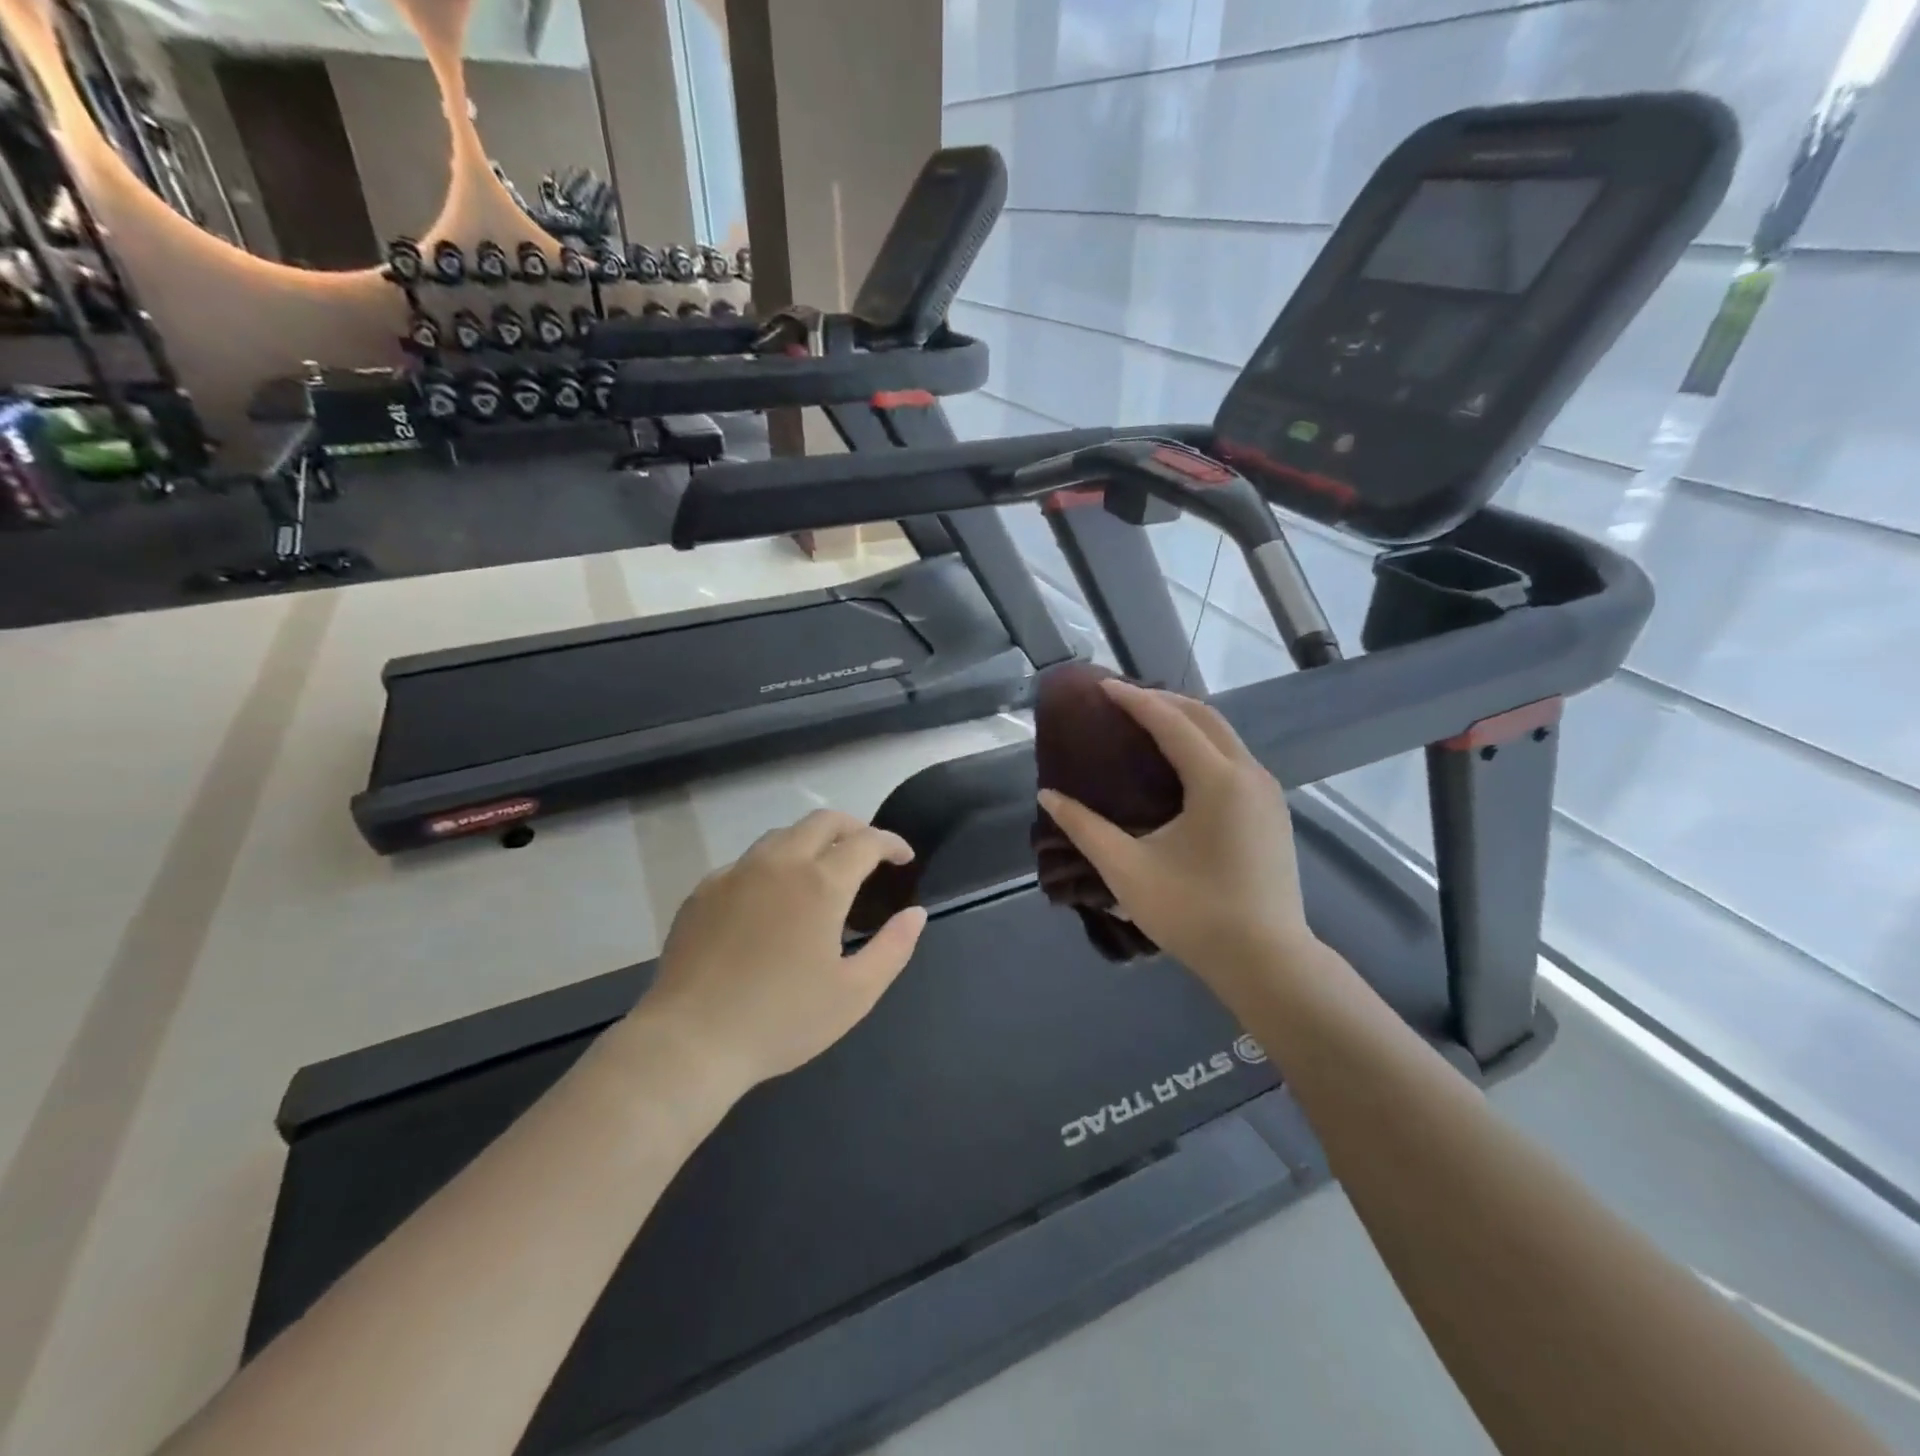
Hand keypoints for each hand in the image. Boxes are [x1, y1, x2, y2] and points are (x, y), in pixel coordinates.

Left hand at [635, 809, 928, 1092]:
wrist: (690, 1041)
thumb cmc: (782, 1020)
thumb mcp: (855, 994)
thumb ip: (893, 948)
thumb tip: (915, 914)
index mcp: (820, 883)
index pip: (866, 841)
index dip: (891, 843)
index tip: (903, 858)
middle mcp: (778, 863)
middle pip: (823, 821)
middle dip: (854, 828)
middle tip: (868, 853)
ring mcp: (736, 873)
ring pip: (782, 835)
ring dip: (812, 841)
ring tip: (823, 871)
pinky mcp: (704, 890)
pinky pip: (747, 862)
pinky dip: (773, 865)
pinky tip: (772, 900)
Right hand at [1038, 680, 1317, 1003]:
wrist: (1267, 963)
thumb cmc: (1194, 913)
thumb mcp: (1128, 870)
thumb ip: (1085, 828)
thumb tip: (1048, 795)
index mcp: (1218, 780)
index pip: (1171, 722)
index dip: (1134, 700)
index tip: (1102, 686)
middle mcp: (1250, 775)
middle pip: (1205, 717)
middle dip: (1163, 701)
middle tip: (1123, 700)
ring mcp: (1268, 794)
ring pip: (1225, 737)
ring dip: (1186, 722)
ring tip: (1147, 724)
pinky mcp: (1273, 814)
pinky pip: (1235, 760)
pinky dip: (1204, 746)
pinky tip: (1181, 765)